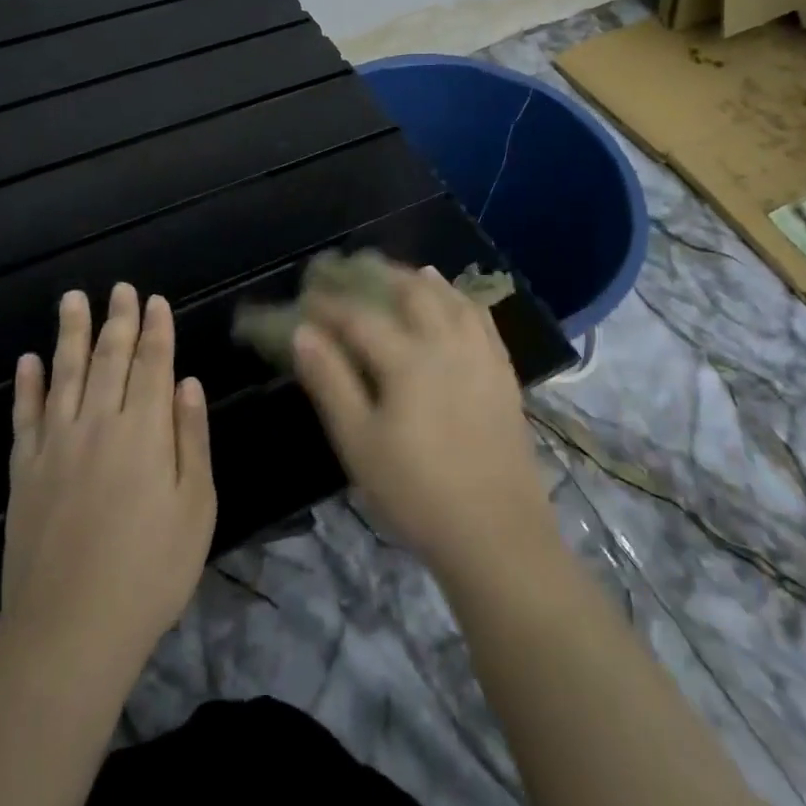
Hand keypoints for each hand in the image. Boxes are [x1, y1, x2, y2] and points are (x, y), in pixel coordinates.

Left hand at [1, 284, 215, 674]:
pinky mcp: (23, 471)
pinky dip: (26, 385)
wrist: (70, 630)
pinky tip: (28, 360)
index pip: (153, 364)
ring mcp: (55, 445)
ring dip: (70, 334)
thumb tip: (187, 383)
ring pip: (64, 374)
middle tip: (119, 289)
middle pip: (109, 359)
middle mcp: (99, 423)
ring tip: (72, 300)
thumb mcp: (196, 506)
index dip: (156, 330)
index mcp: (145, 431)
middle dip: (117, 321)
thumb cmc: (151, 570)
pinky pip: (24, 416)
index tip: (155, 300)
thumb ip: (192, 438)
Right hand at [292, 265, 556, 586]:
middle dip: (379, 277)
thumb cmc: (416, 492)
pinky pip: (482, 319)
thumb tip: (302, 333)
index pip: (359, 317)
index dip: (329, 304)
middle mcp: (446, 343)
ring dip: (423, 281)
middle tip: (355, 272)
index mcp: (407, 359)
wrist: (496, 534)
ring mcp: (481, 355)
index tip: (306, 296)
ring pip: (451, 298)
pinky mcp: (503, 373)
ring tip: (404, 274)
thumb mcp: (359, 443)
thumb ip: (330, 382)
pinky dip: (461, 300)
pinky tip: (454, 301)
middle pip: (411, 292)